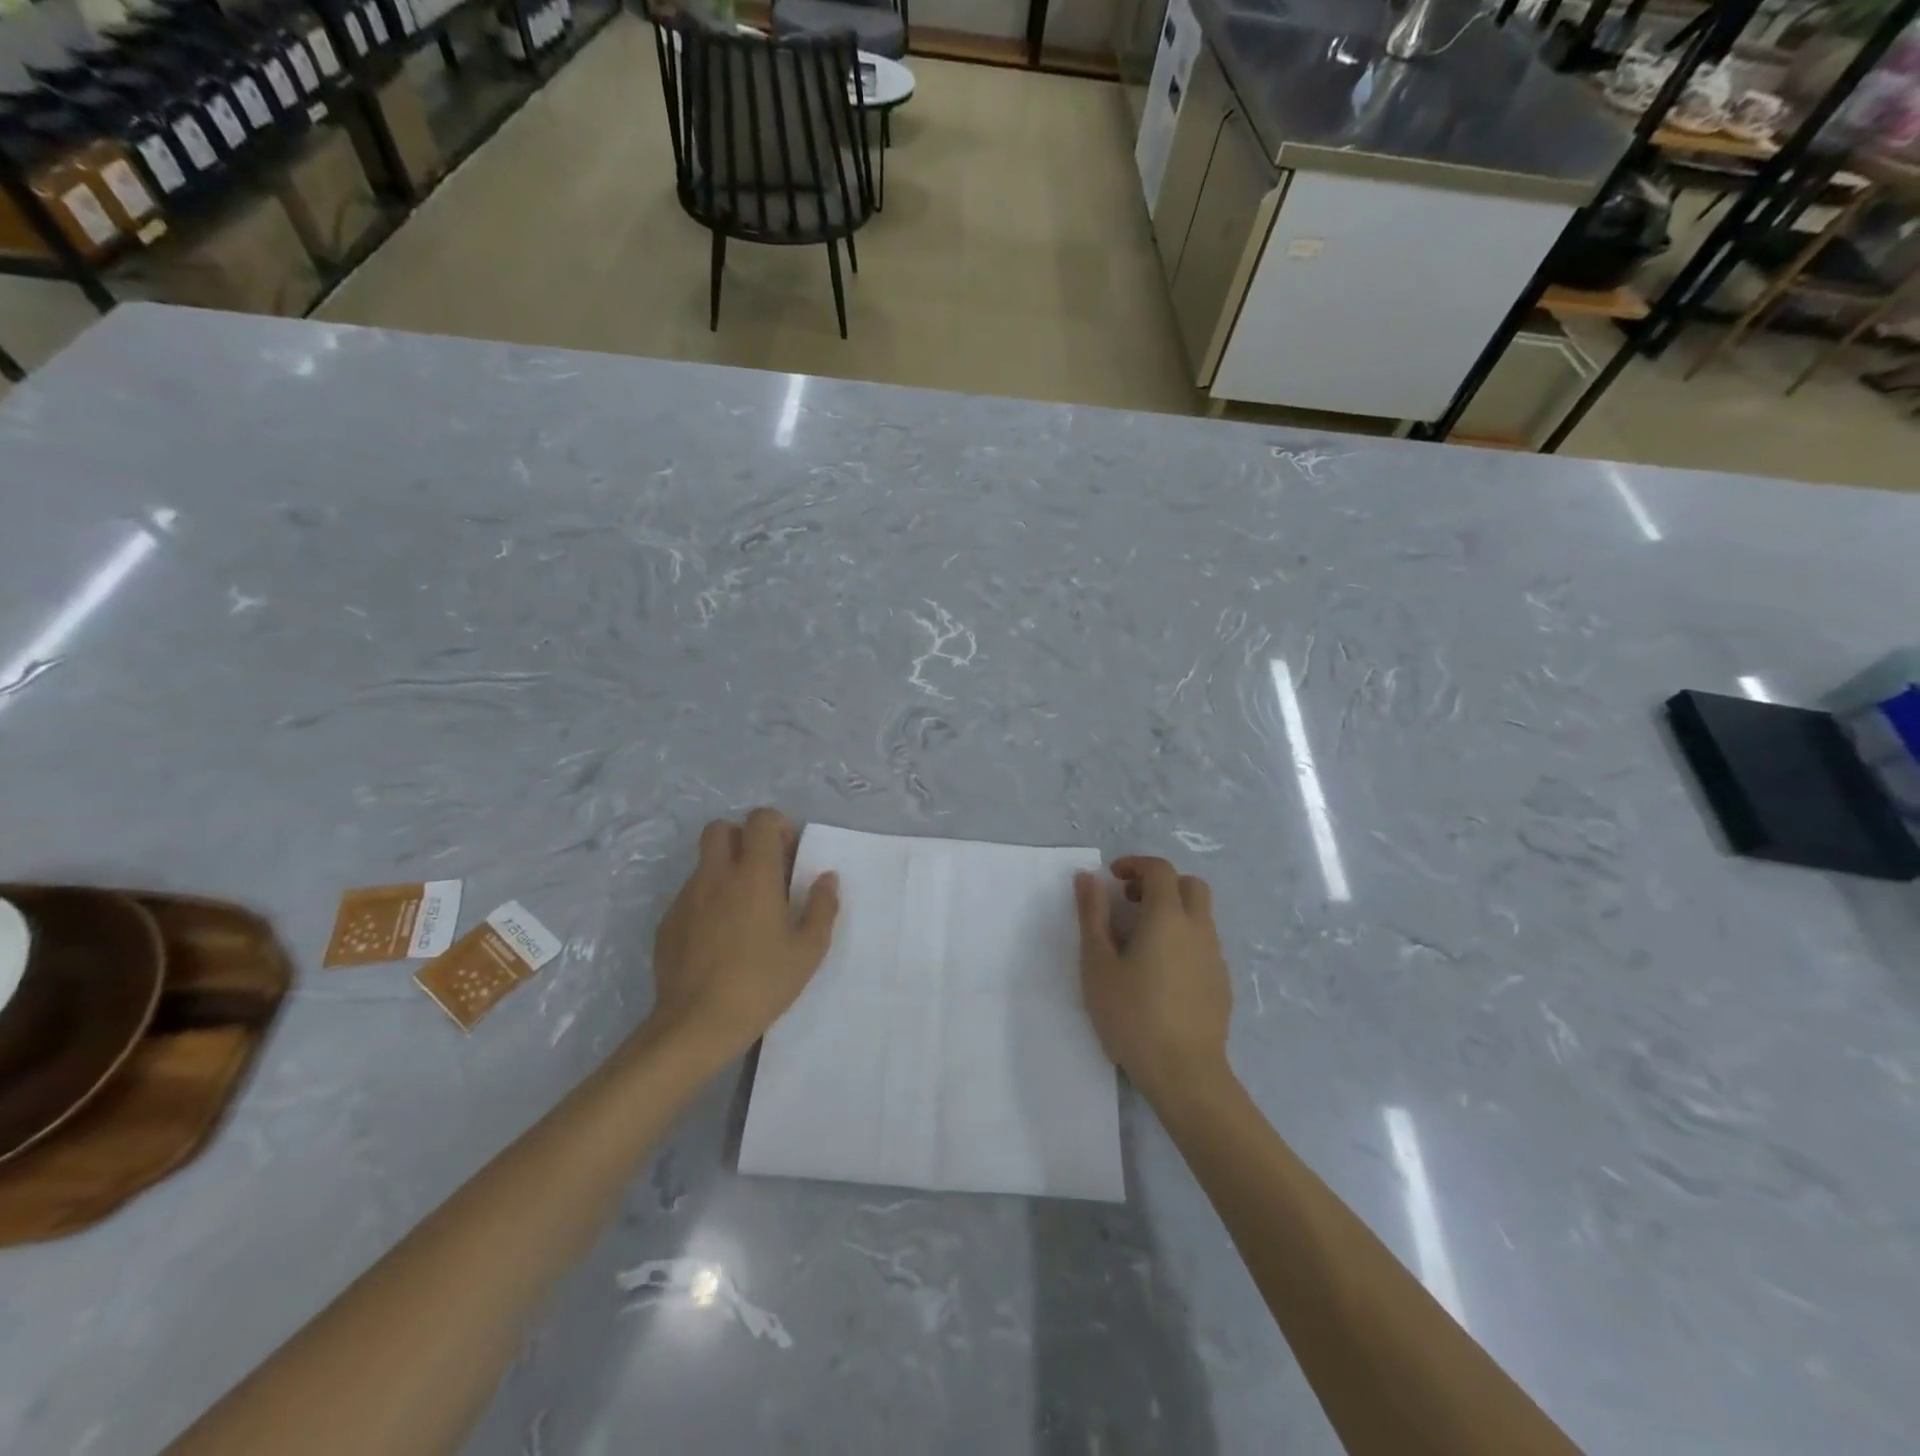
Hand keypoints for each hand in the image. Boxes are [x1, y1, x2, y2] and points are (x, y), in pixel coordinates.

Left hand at [649, 809, 838, 1058]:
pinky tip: (719, 937)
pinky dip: (707, 901)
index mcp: (754, 874)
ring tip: (743, 910)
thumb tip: (826, 878)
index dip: (776, 826)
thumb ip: (822, 906)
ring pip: (704, 863)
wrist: (697, 1024)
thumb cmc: (762, 982)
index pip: (760, 820)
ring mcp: (686, 898)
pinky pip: (690, 895)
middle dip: (742, 838)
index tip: (788, 854)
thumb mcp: (808, 949)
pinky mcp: (667, 922)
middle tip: (762, 870)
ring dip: (725, 871)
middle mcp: (716, 875)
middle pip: (720, 828)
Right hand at [1074, 856, 1231, 1102]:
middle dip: (1161, 883)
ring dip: (1173, 911)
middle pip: (1190, 885)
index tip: (1113, 878)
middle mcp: (1198, 929)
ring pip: (1200, 915)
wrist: (1184, 1074)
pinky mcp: (1222, 983)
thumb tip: (1088, 877)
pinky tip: (1161, 972)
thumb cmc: (1132, 1015)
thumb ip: (1092, 915)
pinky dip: (1184, 939)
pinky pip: (1204, 944)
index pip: (1160, 870)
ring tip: (1141, 941)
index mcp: (1168, 917)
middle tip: (1131, 903)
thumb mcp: (1098, 964)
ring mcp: (1215, 957)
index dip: (1136, 865)